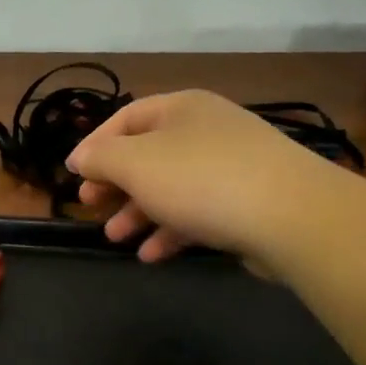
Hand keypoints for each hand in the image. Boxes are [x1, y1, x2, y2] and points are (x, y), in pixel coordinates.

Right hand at [68, 91, 316, 263]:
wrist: (291, 216)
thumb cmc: (200, 180)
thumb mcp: (136, 164)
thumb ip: (101, 158)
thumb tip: (80, 157)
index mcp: (181, 109)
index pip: (126, 118)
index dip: (95, 145)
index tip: (74, 175)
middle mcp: (207, 131)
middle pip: (148, 154)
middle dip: (116, 183)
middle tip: (91, 206)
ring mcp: (231, 167)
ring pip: (172, 187)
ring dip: (139, 212)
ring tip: (115, 238)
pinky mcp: (247, 203)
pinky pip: (199, 212)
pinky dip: (172, 231)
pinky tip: (152, 255)